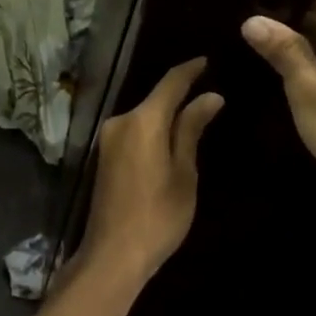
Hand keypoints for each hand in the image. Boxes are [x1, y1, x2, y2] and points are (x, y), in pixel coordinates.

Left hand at [78, 58, 223, 284]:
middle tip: (209, 91)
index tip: (208, 60)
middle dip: (180, 94)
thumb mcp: (184, 172)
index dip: (190, 70)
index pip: (171, 83)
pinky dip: (153, 129)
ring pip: (144, 115)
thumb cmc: (158, 215)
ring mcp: (109, 138)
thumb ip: (191, 129)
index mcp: (142, 120)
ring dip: (166, 114)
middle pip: (155, 99)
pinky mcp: (105, 155)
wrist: (113, 254)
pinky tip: (171, 137)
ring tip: (196, 113)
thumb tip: (210, 96)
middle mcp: (120, 120)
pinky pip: (134, 130)